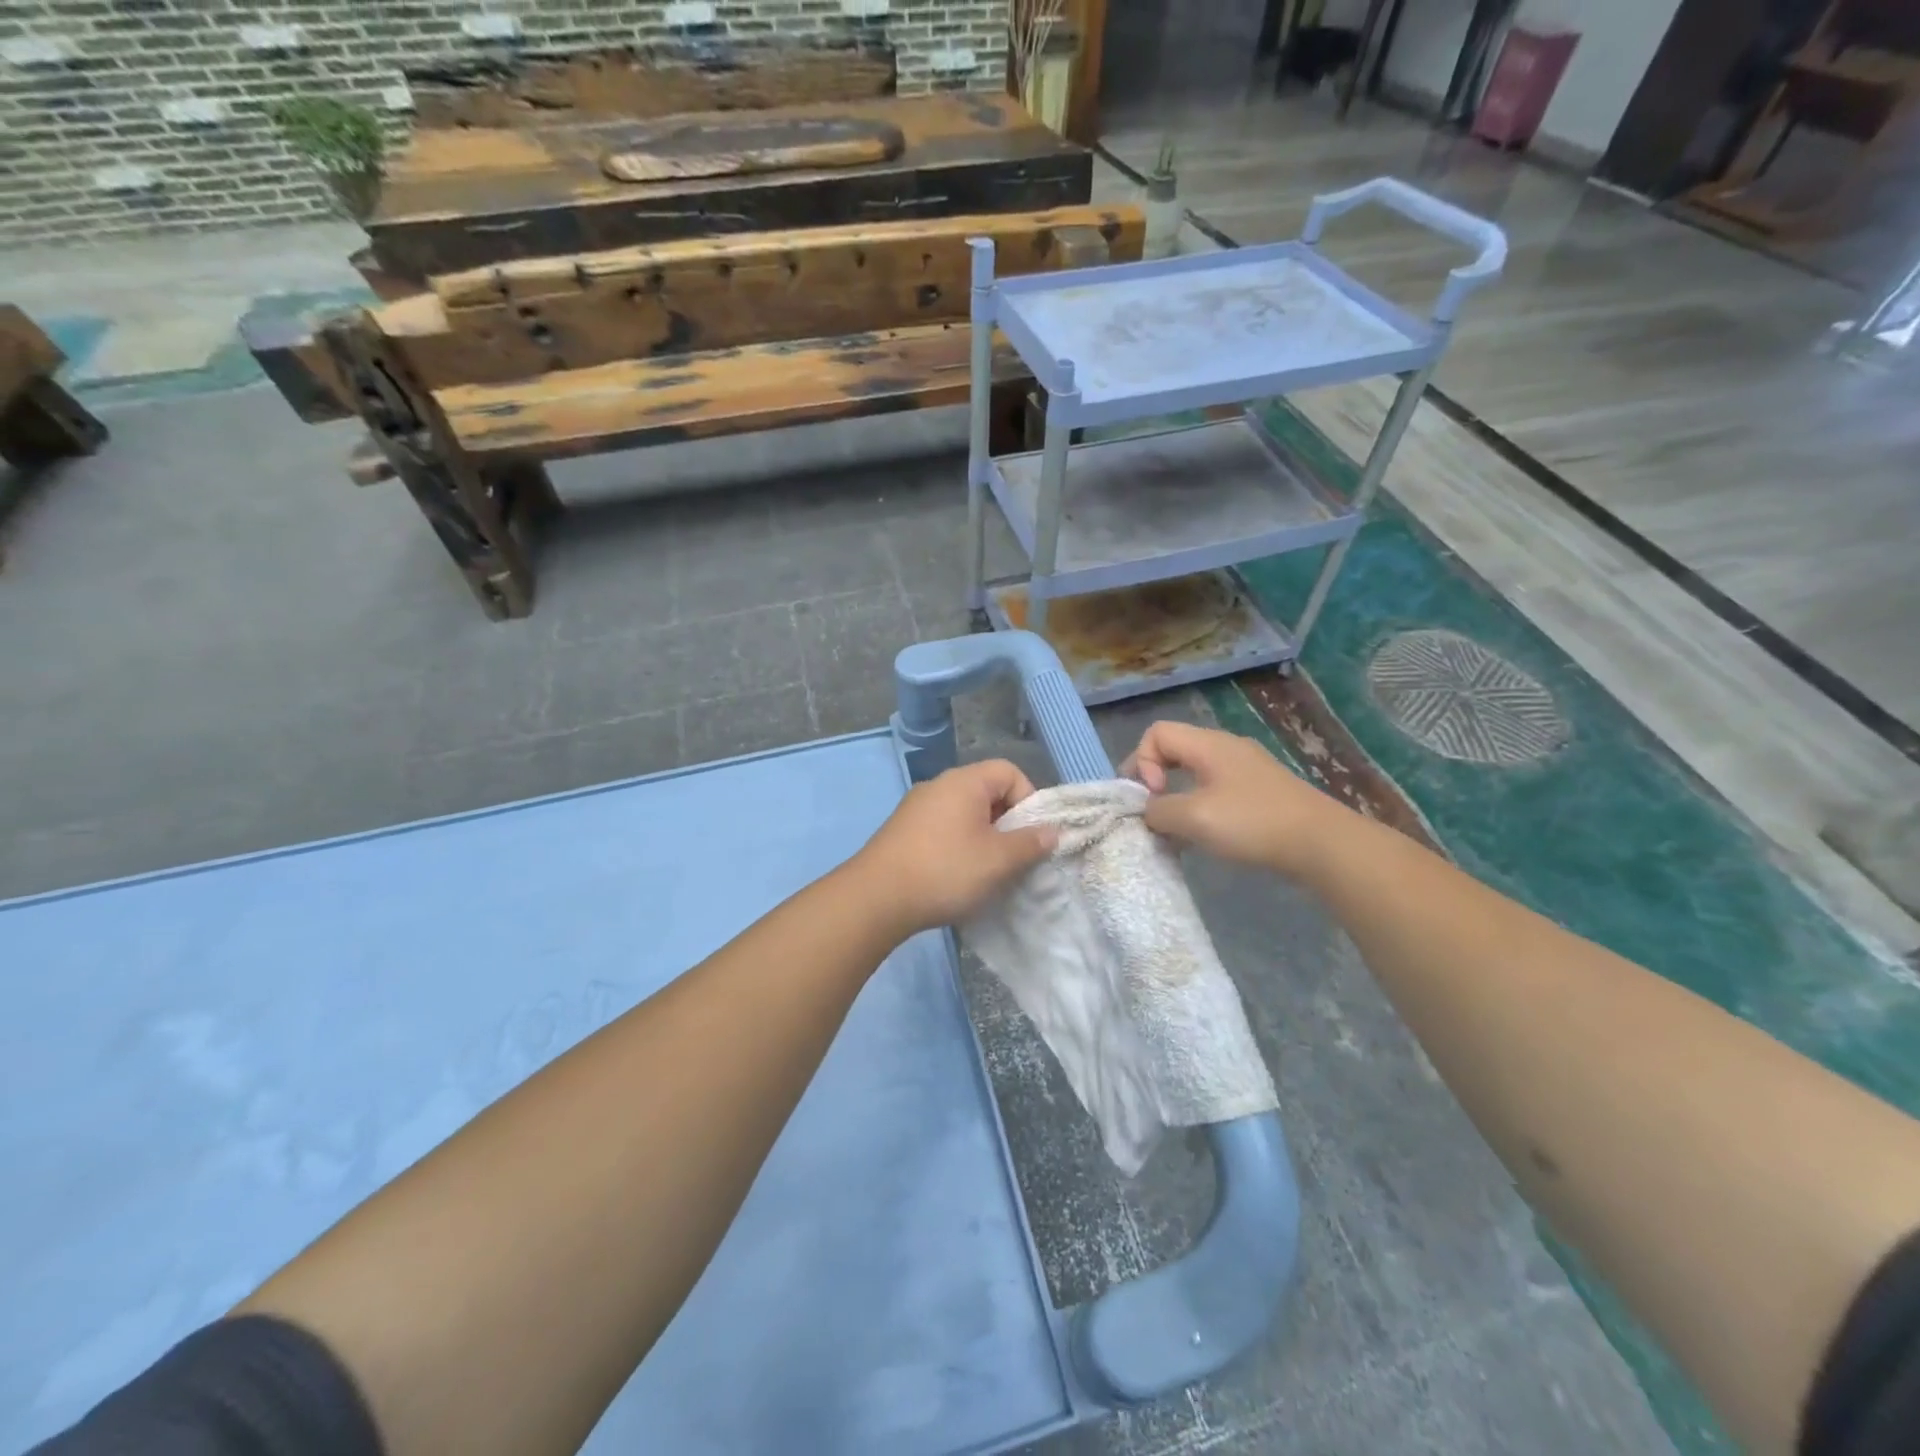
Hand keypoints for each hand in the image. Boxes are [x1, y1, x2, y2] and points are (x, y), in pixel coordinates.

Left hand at [850, 759, 1057, 936]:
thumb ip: (1030, 843)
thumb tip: (1052, 831)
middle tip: (1011, 857)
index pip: (1009, 772)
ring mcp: (916, 807)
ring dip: (981, 838)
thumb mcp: (998, 860)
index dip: (1028, 800)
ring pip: (964, 813)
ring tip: (985, 871)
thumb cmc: (945, 871)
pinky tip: (954, 876)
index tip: (1029, 836)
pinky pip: (942, 828)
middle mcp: (938, 785)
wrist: (876, 898)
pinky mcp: (901, 830)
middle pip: (986, 792)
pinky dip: (956, 846)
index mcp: (964, 781)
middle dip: (1006, 823)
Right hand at [1121, 721, 1345, 877]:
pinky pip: (1216, 789)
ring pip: (1194, 772)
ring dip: (1177, 797)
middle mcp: (1227, 748)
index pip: (1157, 733)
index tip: (1153, 796)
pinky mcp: (1261, 792)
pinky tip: (1207, 835)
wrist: (1322, 844)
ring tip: (1177, 830)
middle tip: (1152, 812)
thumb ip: (1158, 810)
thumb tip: (1148, 811)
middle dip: (1155, 779)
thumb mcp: (1194, 818)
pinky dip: (1200, 807)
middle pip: (1175, 749)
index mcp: (1209, 744)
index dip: (1142, 761)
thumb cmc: (1253, 823)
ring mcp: (1247, 769)